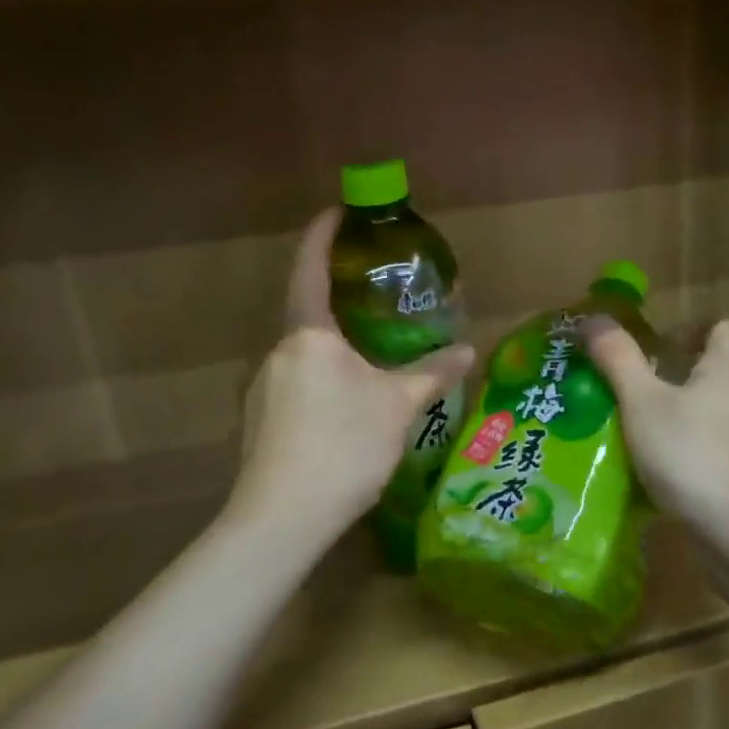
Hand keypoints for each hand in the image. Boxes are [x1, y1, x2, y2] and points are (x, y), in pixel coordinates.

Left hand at [232, 209, 473, 532]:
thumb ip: (432, 373)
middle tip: (377, 304)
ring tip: (371, 363)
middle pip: (308, 315)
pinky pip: (297, 385)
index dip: (322, 235)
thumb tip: (468, 350)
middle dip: (340, 305)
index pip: (310, 268)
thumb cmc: (344, 444)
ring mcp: (263, 389)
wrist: (282, 517)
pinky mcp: (259, 422)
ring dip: (334, 351)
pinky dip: (323, 382)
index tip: (337, 211)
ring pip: (305, 356)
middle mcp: (279, 353)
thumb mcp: (398, 405)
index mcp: (309, 335)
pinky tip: (347, 410)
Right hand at [585, 318, 728, 529]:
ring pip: (709, 416)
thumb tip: (595, 318)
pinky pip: (708, 454)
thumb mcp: (642, 401)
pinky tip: (653, 473)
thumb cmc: (690, 453)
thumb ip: (618, 359)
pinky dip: (683, 455)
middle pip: (714, 374)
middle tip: (632, 387)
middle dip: (676, 376)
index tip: (662, 341)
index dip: (697, 328)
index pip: (726, 331)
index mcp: (724, 373)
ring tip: (634, 431)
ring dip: (677, 418)